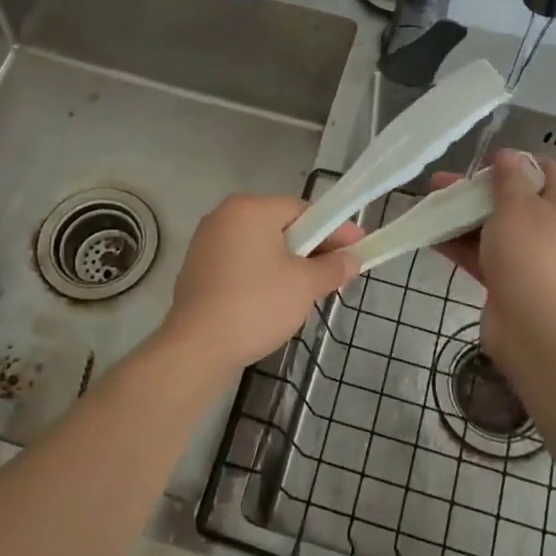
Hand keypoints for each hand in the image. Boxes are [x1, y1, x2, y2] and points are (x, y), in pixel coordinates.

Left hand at [159, 194, 362, 379]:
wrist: (198, 346)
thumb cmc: (257, 304)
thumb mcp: (305, 285)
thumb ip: (333, 267)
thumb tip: (352, 260)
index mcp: (250, 208)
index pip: (303, 211)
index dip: (334, 231)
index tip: (358, 248)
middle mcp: (224, 216)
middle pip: (280, 227)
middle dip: (311, 249)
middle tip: (337, 272)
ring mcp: (206, 242)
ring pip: (260, 247)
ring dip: (287, 264)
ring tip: (309, 290)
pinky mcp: (197, 269)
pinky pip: (241, 264)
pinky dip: (261, 275)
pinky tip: (274, 300)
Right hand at [434, 150, 555, 356]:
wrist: (533, 325)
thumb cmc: (529, 253)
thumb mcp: (516, 205)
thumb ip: (508, 177)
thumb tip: (507, 155)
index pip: (546, 169)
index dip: (514, 162)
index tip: (482, 164)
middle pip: (514, 199)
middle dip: (475, 191)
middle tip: (441, 184)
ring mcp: (533, 256)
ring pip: (495, 227)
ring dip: (463, 217)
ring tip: (429, 207)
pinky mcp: (513, 280)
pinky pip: (485, 254)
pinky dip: (462, 244)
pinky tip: (431, 236)